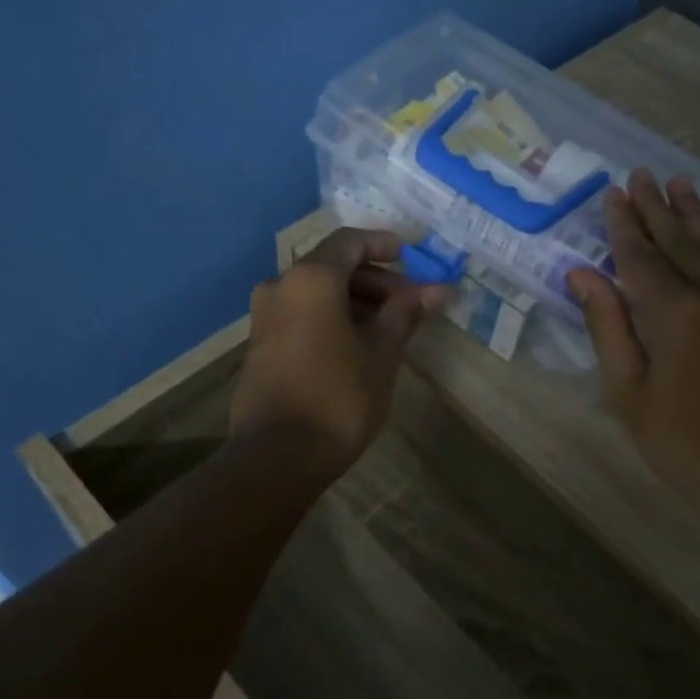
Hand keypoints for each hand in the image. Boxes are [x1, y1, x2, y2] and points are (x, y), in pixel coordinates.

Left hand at [231, 228, 448, 476]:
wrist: (277, 456)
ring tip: (389, 329)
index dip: (384, 244)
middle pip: (333, 267)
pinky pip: (302, 314)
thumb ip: (406, 312)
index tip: (413, 259)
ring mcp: (265, 316)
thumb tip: (439, 289)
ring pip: (317, 293)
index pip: (350, 241)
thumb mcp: (382, 352)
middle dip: (376, 281)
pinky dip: (331, 318)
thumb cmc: (339, 397)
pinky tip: (358, 346)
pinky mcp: (260, 345)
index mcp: (310, 279)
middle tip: (410, 305)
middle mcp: (281, 287)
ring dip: (355, 301)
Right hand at [566, 171, 699, 531]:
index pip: (641, 256)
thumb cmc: (686, 448)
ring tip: (678, 184)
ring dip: (693, 215)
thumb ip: (607, 327)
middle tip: (640, 174)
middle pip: (681, 241)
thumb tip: (582, 273)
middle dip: (656, 208)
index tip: (612, 193)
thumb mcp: (629, 395)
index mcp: (676, 315)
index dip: (622, 225)